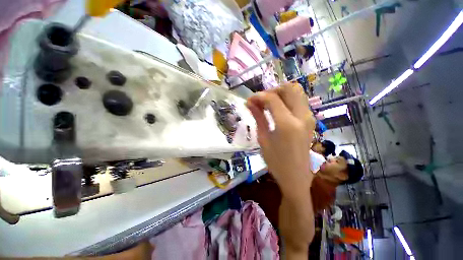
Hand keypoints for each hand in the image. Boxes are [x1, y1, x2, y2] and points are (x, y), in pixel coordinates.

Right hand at [246, 83, 315, 254]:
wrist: (296, 177)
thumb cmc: (276, 162)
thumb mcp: (263, 139)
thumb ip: (258, 117)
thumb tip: (249, 103)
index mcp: (287, 124)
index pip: (272, 98)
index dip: (258, 96)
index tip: (249, 100)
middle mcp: (301, 116)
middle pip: (289, 88)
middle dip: (272, 91)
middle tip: (260, 101)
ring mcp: (309, 117)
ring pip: (296, 92)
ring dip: (280, 94)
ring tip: (268, 104)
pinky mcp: (310, 120)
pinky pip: (299, 101)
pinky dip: (287, 100)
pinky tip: (277, 110)